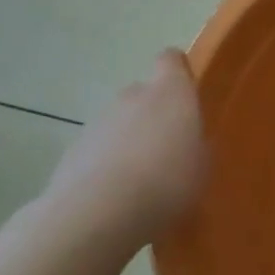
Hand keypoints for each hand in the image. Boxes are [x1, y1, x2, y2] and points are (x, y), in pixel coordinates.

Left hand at [47, 50, 207, 243]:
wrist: (97, 214)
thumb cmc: (167, 182)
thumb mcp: (202, 166)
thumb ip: (195, 145)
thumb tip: (188, 142)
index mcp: (171, 91)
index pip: (171, 60)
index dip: (177, 72)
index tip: (185, 92)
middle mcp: (133, 96)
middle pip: (143, 94)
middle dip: (152, 115)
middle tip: (165, 149)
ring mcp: (99, 121)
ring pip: (119, 123)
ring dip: (127, 142)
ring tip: (139, 181)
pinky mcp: (73, 150)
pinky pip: (97, 150)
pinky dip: (104, 166)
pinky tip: (113, 198)